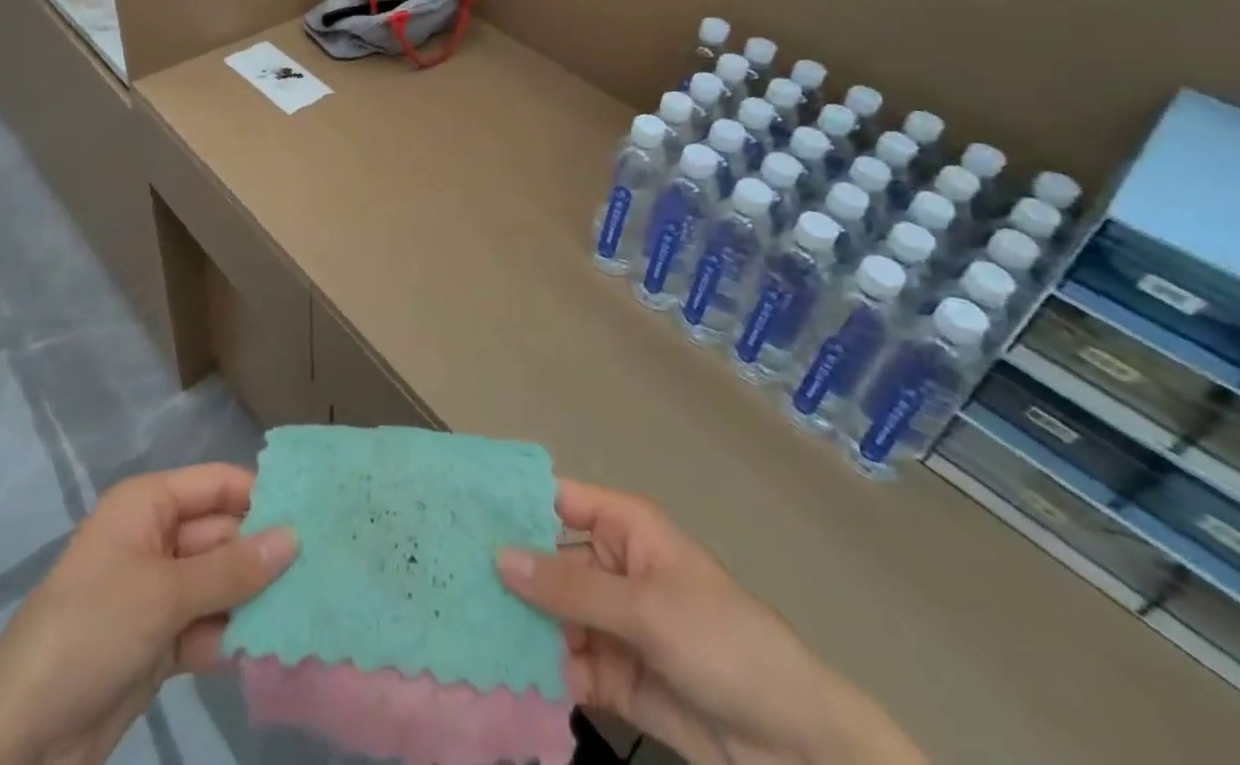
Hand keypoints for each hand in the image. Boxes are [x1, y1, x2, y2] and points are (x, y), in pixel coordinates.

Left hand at [0, 464, 296, 764]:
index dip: (261, 495)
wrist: (19, 740)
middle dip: (265, 554)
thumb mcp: (163, 593)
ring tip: (312, 606)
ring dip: (255, 599)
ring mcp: (156, 594)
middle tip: (325, 568)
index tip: (315, 513)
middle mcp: (155, 540)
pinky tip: (274, 646)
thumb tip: (294, 537)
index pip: (216, 485)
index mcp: (148, 506)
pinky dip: (233, 636)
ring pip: (220, 584)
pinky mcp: (158, 643)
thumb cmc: (89, 632)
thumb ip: (231, 568)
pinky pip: (208, 626)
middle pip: (222, 536)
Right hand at [499, 480, 922, 764]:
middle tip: (445, 574)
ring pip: (551, 615)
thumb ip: (571, 588)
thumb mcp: (647, 609)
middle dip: (506, 570)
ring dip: (516, 624)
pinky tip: (499, 674)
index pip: (558, 500)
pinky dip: (539, 670)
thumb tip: (499, 556)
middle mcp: (611, 567)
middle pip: (547, 560)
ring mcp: (611, 623)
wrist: (795, 746)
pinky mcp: (613, 676)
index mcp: (624, 528)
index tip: (459, 507)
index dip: (514, 501)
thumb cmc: (724, 643)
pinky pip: (566, 663)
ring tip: (458, 626)